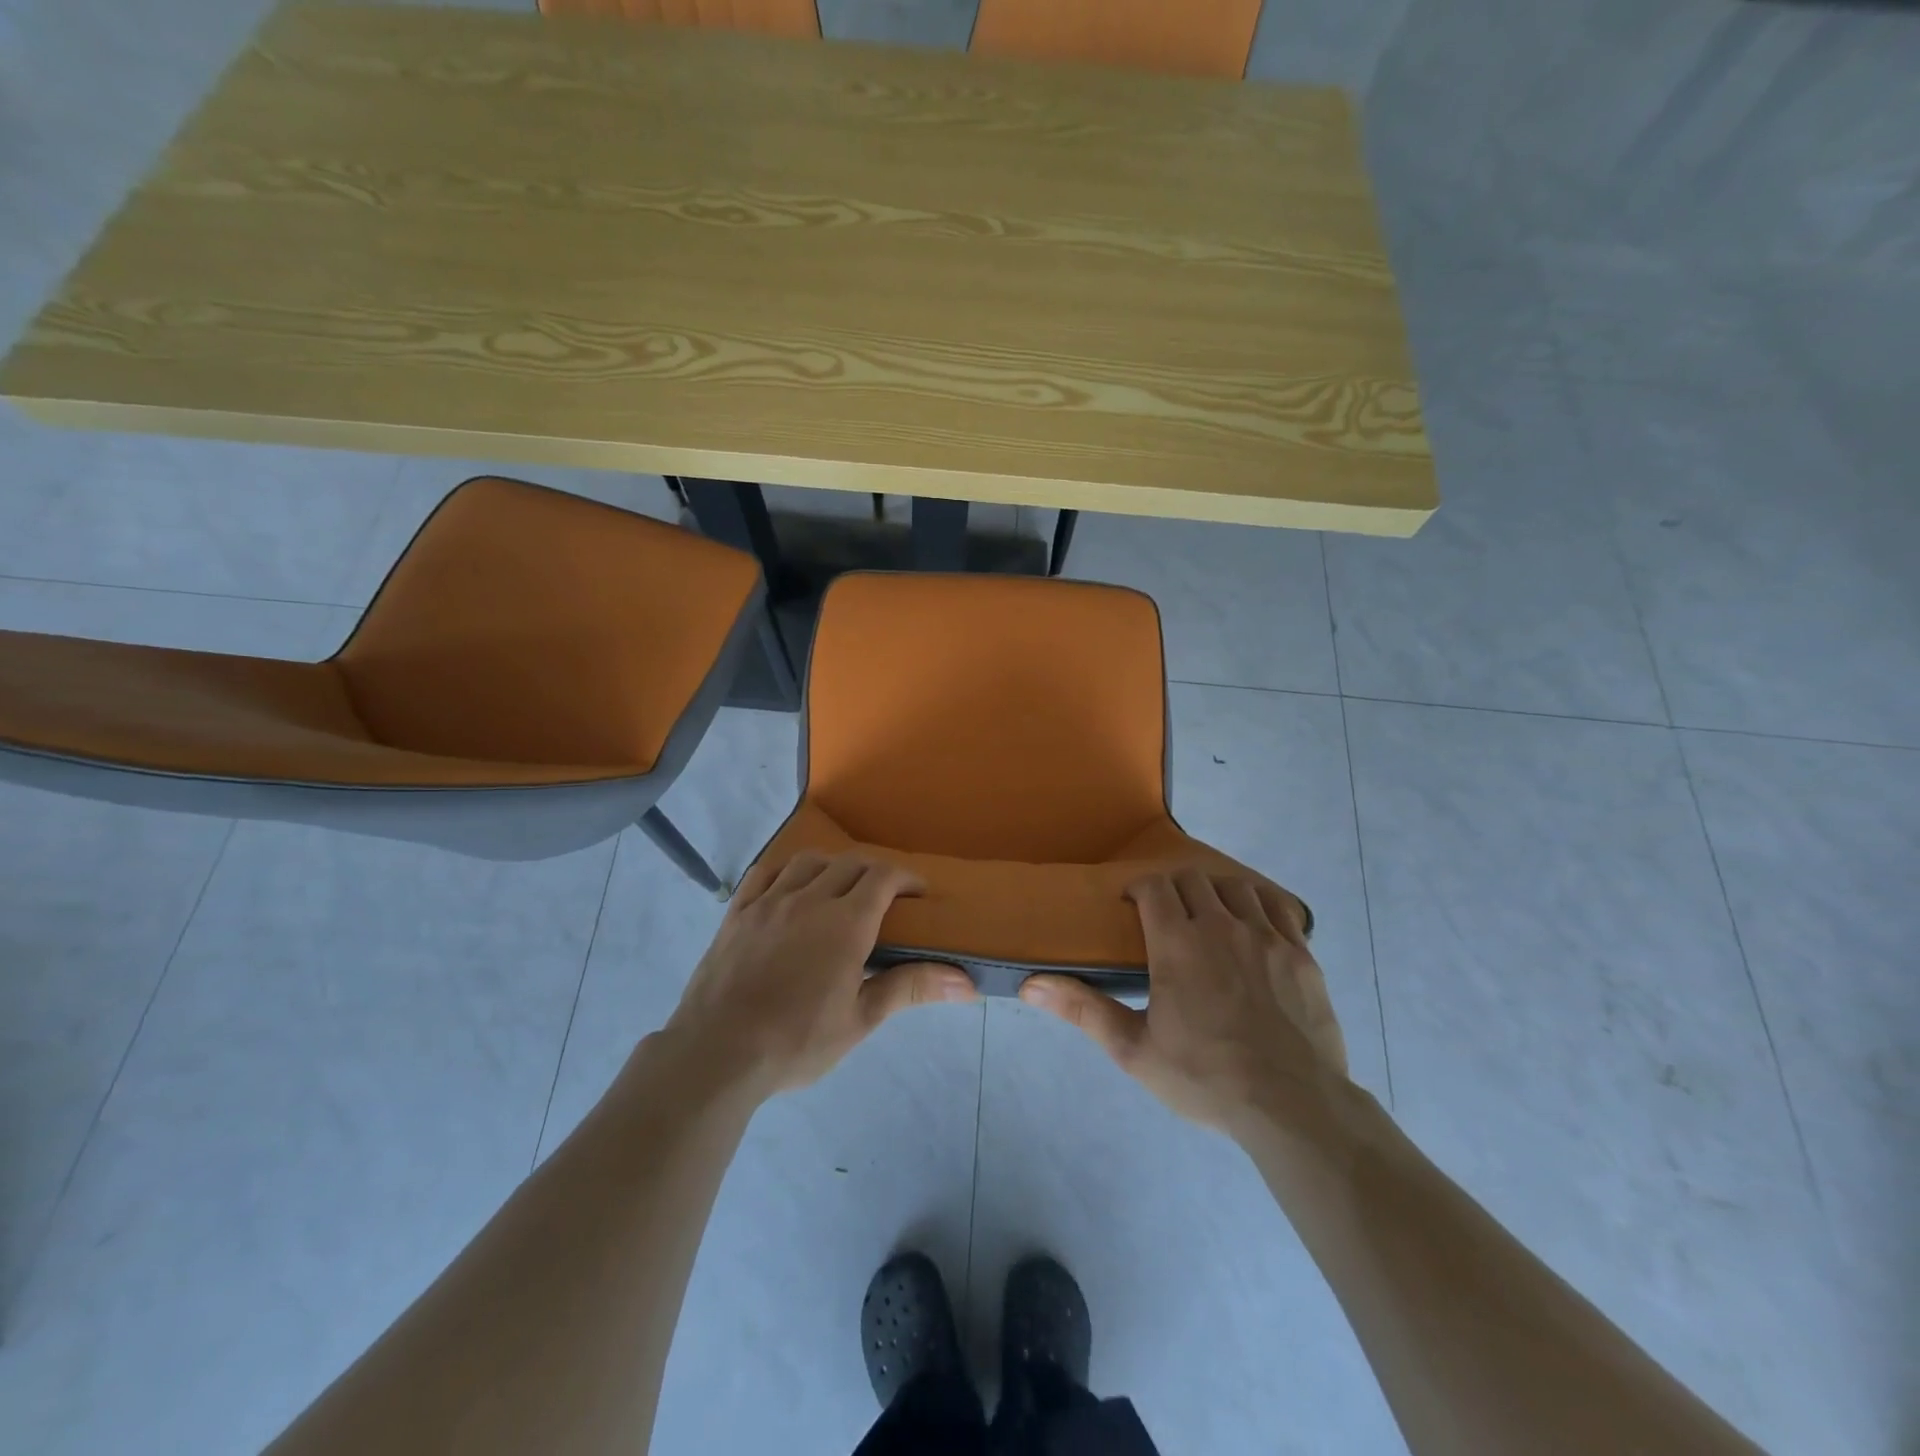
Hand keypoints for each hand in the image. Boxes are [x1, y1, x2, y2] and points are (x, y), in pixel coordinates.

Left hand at [665, 851, 977, 1097]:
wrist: (717, 1053)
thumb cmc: (796, 1041)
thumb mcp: (860, 1019)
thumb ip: (911, 989)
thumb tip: (967, 983)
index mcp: (846, 923)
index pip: (883, 878)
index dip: (906, 878)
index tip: (918, 893)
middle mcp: (810, 899)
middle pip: (850, 863)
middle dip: (875, 871)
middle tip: (886, 894)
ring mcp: (769, 901)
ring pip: (808, 861)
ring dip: (832, 866)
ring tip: (839, 887)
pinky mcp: (737, 912)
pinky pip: (765, 872)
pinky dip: (786, 870)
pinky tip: (790, 886)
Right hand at [1020, 868, 1346, 1134]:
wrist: (1292, 1106)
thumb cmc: (1205, 1078)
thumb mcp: (1134, 1050)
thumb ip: (1083, 1010)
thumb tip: (1030, 985)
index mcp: (1177, 943)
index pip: (1154, 886)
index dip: (1140, 887)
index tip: (1132, 904)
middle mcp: (1220, 926)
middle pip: (1193, 880)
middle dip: (1174, 888)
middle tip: (1166, 915)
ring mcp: (1266, 936)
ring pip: (1235, 887)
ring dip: (1215, 893)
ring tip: (1209, 917)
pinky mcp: (1301, 953)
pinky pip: (1279, 907)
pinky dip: (1260, 903)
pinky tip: (1254, 923)